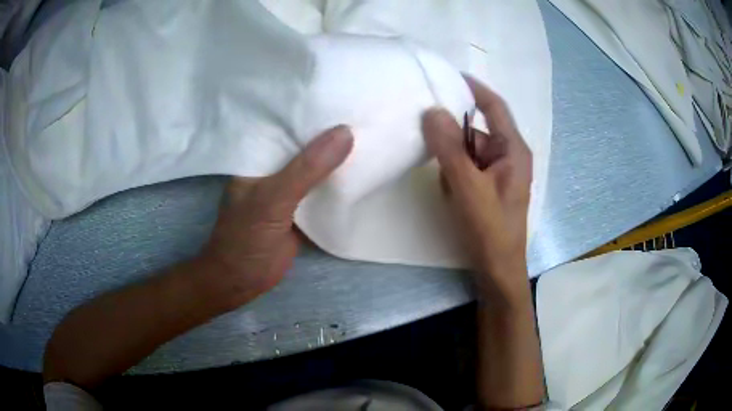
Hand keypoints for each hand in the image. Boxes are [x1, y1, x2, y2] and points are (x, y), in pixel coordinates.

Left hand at [200, 126, 353, 307]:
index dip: (309, 111)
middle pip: (304, 146)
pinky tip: (361, 170)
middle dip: (328, 133)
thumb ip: (307, 169)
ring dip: (336, 158)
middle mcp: (272, 168)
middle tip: (362, 111)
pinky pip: (322, 190)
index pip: (284, 125)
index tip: (340, 94)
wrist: (243, 281)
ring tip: (368, 132)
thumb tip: (345, 133)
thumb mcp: (274, 198)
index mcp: (257, 157)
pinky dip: (338, 183)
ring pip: (315, 168)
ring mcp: (287, 190)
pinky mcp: (300, 209)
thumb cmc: (247, 237)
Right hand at [422, 77, 532, 304]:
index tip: (448, 75)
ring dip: (451, 159)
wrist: (497, 270)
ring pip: (468, 150)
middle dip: (453, 133)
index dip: (474, 88)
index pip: (494, 106)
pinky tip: (450, 191)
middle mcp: (508, 155)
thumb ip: (449, 148)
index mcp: (513, 149)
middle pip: (476, 129)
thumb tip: (432, 111)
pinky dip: (454, 173)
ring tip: (445, 179)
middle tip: (425, 132)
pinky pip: (467, 168)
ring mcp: (498, 172)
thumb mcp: (468, 187)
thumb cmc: (490, 229)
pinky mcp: (488, 186)